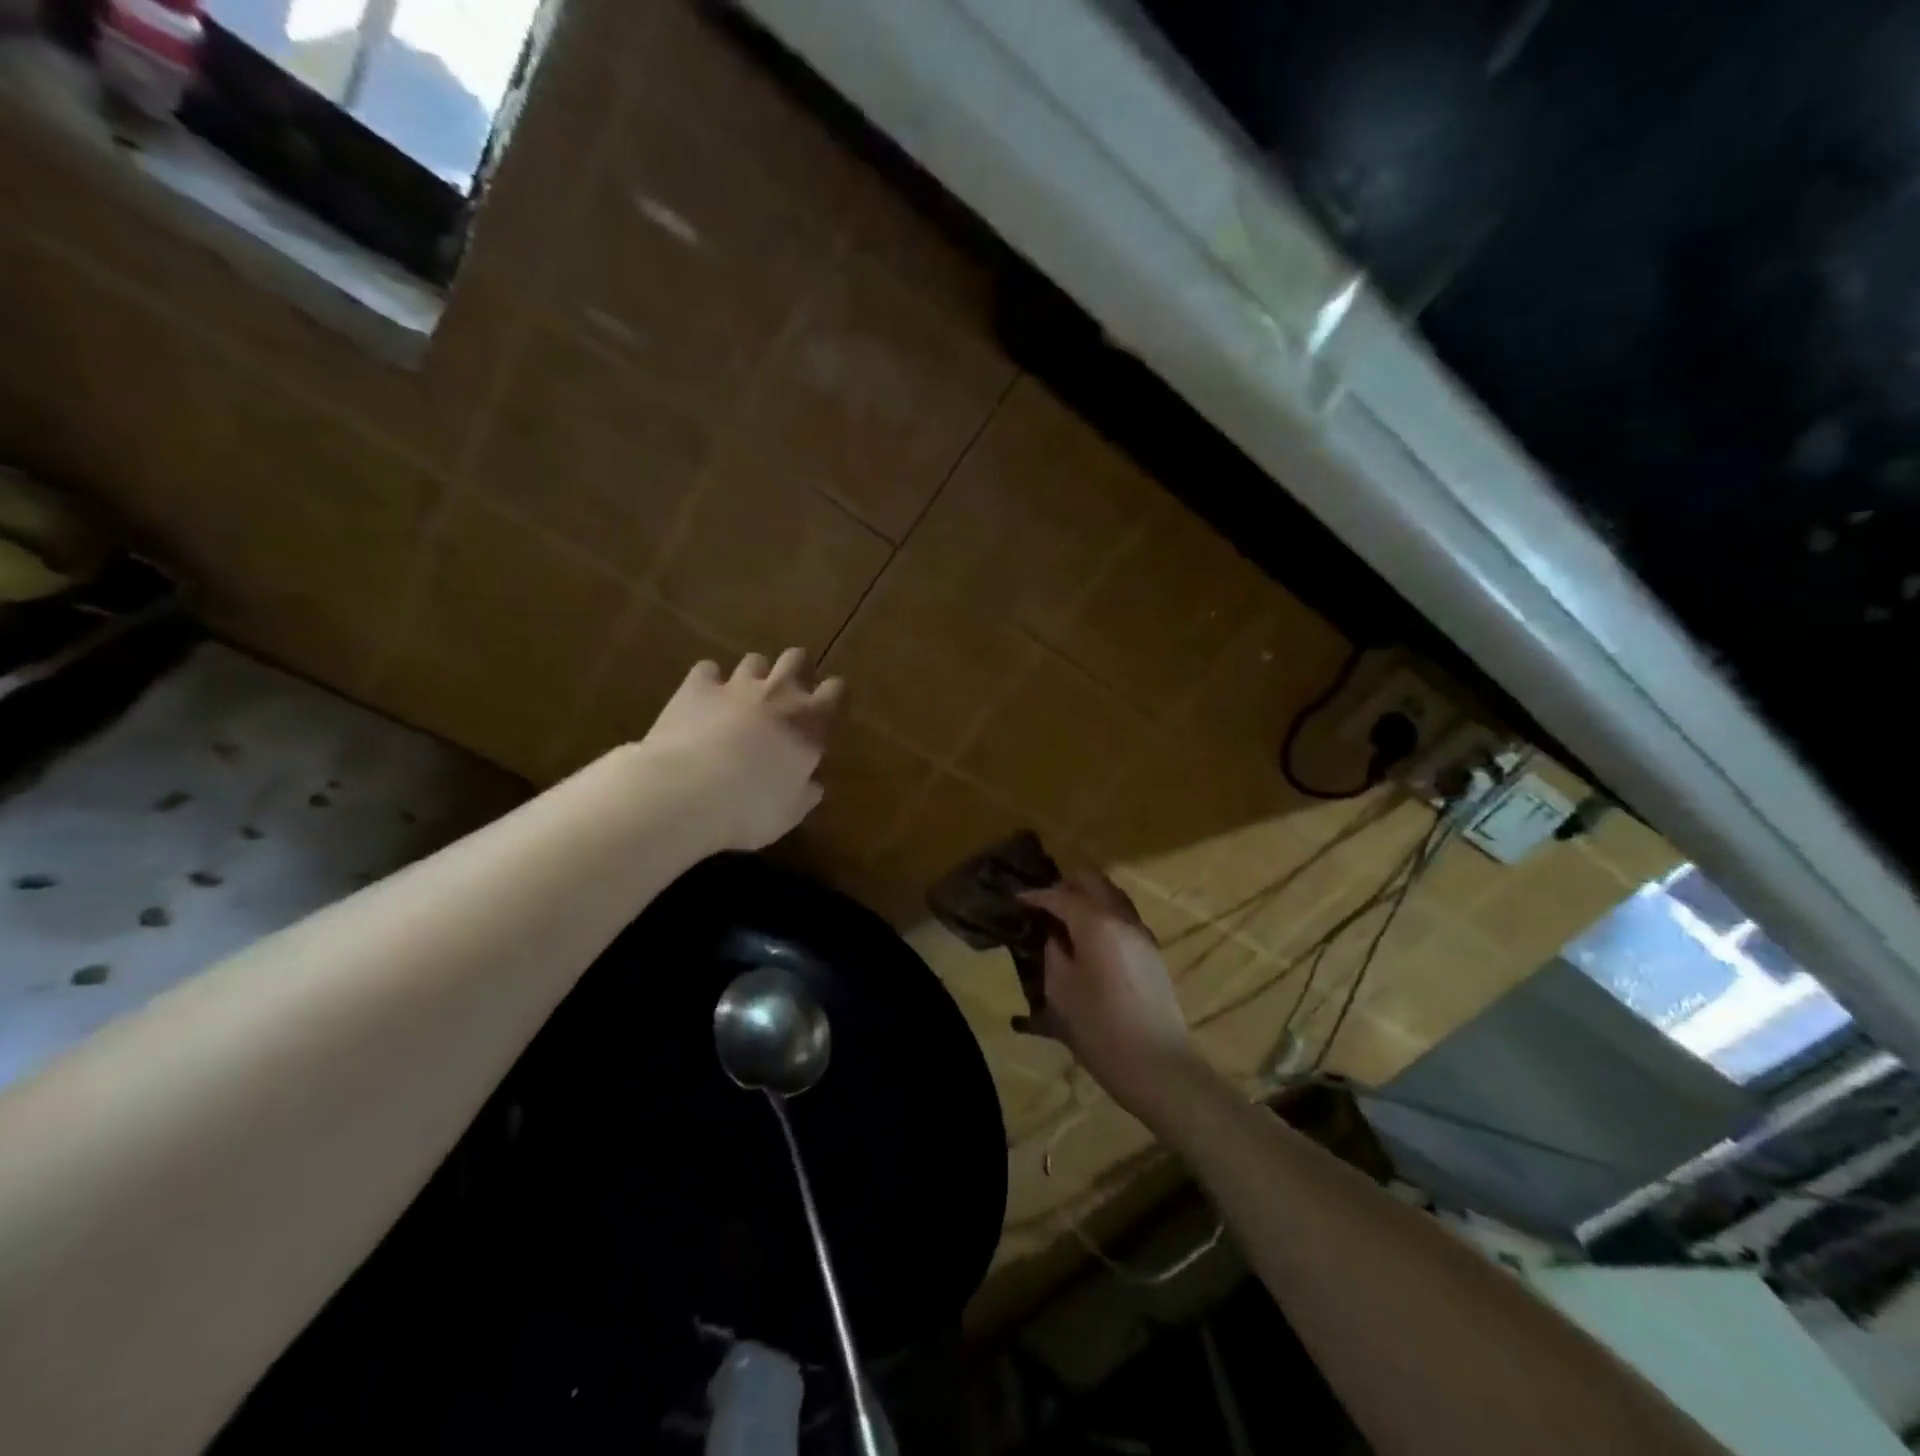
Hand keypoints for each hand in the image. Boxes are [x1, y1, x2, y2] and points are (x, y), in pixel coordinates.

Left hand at [639, 649, 844, 851]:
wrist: (687, 792)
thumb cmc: (749, 808)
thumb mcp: (789, 813)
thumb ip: (804, 793)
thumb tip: (813, 785)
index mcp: (809, 724)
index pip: (834, 692)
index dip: (832, 694)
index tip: (828, 705)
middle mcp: (778, 694)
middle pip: (795, 659)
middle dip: (795, 668)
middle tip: (787, 690)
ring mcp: (736, 686)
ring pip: (754, 660)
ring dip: (754, 674)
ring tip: (744, 694)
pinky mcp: (697, 687)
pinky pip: (707, 669)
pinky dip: (708, 681)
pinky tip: (703, 697)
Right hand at [1017, 873, 1199, 1121]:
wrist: (1156, 1064)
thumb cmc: (1099, 1027)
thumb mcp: (1060, 990)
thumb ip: (1054, 952)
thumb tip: (1056, 936)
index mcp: (1096, 923)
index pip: (1060, 896)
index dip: (1036, 896)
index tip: (1017, 899)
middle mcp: (1122, 918)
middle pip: (1093, 882)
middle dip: (1065, 887)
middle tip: (1043, 904)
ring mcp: (1142, 934)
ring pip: (1112, 896)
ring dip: (1087, 898)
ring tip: (1064, 919)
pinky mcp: (1151, 953)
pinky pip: (1123, 917)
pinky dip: (1102, 916)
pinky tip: (1087, 938)